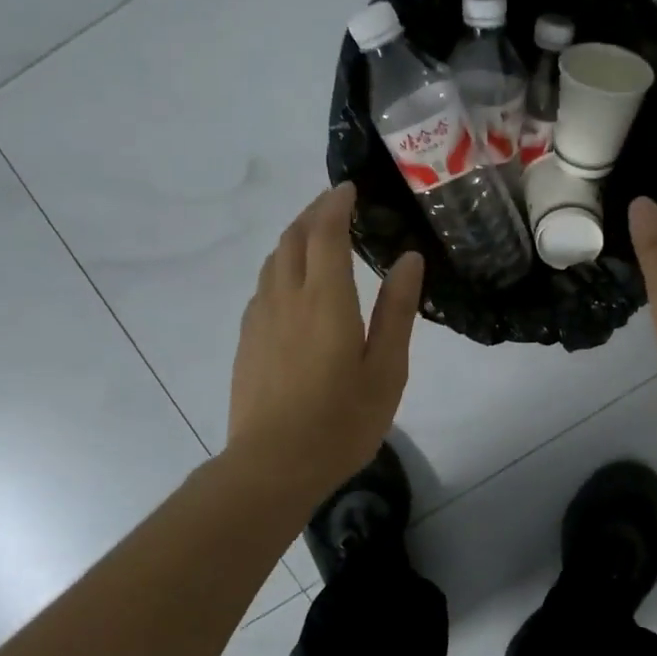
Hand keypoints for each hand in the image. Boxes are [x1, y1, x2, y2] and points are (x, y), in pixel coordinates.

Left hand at [226, 183, 424, 494]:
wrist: (272, 466)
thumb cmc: (341, 421)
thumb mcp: (386, 369)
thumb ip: (396, 310)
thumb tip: (409, 259)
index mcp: (325, 300)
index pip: (325, 232)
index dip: (335, 204)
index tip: (349, 188)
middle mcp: (286, 297)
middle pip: (293, 237)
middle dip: (313, 212)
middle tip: (336, 204)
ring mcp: (260, 318)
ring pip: (274, 259)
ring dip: (295, 237)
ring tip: (317, 237)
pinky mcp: (247, 339)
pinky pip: (264, 285)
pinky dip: (282, 266)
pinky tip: (294, 284)